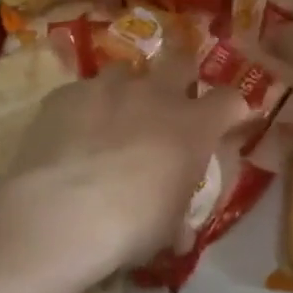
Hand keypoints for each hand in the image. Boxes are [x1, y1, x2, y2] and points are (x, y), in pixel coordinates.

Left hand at [1, 51, 253, 274]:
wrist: (62, 211)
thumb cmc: (131, 224)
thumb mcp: (168, 229)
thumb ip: (178, 217)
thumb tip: (179, 232)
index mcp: (192, 126)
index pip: (229, 100)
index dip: (230, 108)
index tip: (227, 120)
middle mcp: (155, 94)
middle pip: (180, 60)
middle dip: (181, 72)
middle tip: (171, 95)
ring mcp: (107, 87)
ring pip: (125, 70)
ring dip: (126, 89)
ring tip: (112, 116)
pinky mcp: (67, 92)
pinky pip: (81, 92)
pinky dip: (82, 109)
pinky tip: (69, 134)